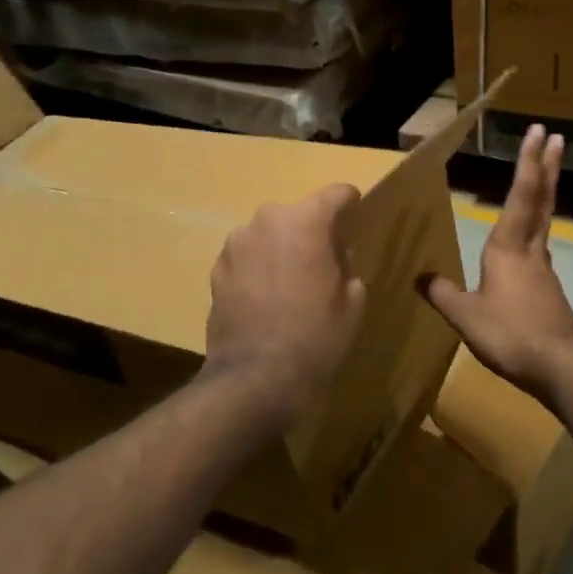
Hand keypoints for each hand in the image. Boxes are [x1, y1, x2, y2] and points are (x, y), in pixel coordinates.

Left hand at [206, 184, 367, 431]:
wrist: (255, 379)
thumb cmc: (314, 337)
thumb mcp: (351, 303)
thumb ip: (347, 269)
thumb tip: (336, 260)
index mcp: (305, 221)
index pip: (335, 195)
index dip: (349, 202)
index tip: (356, 212)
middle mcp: (267, 221)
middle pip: (298, 214)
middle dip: (312, 230)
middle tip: (325, 259)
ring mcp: (236, 244)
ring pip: (269, 235)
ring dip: (281, 248)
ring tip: (291, 281)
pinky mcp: (216, 269)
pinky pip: (247, 257)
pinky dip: (258, 268)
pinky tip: (266, 298)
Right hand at [422, 125, 572, 396]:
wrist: (560, 366)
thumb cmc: (510, 333)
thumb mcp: (465, 316)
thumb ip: (443, 294)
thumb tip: (420, 277)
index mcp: (508, 246)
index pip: (520, 194)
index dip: (528, 161)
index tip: (537, 132)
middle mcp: (530, 248)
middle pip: (541, 198)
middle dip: (547, 165)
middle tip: (557, 137)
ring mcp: (543, 267)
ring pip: (544, 218)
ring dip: (545, 190)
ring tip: (543, 172)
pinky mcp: (548, 287)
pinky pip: (540, 243)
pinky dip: (538, 223)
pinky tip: (528, 235)